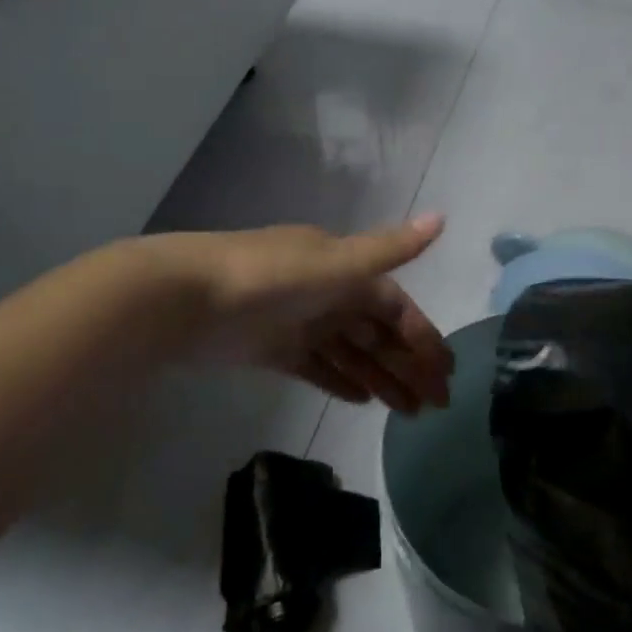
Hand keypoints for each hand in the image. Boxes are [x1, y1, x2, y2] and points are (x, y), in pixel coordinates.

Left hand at [167, 215, 452, 412]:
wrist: (186, 297)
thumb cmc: (271, 277)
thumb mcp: (337, 262)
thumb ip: (390, 248)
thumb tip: (442, 218)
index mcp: (345, 269)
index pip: (396, 306)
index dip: (422, 336)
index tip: (445, 372)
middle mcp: (327, 292)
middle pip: (377, 333)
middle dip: (408, 365)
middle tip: (435, 405)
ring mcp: (299, 321)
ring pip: (351, 352)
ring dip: (381, 378)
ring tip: (408, 413)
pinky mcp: (273, 348)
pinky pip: (317, 366)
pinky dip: (340, 380)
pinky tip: (363, 400)